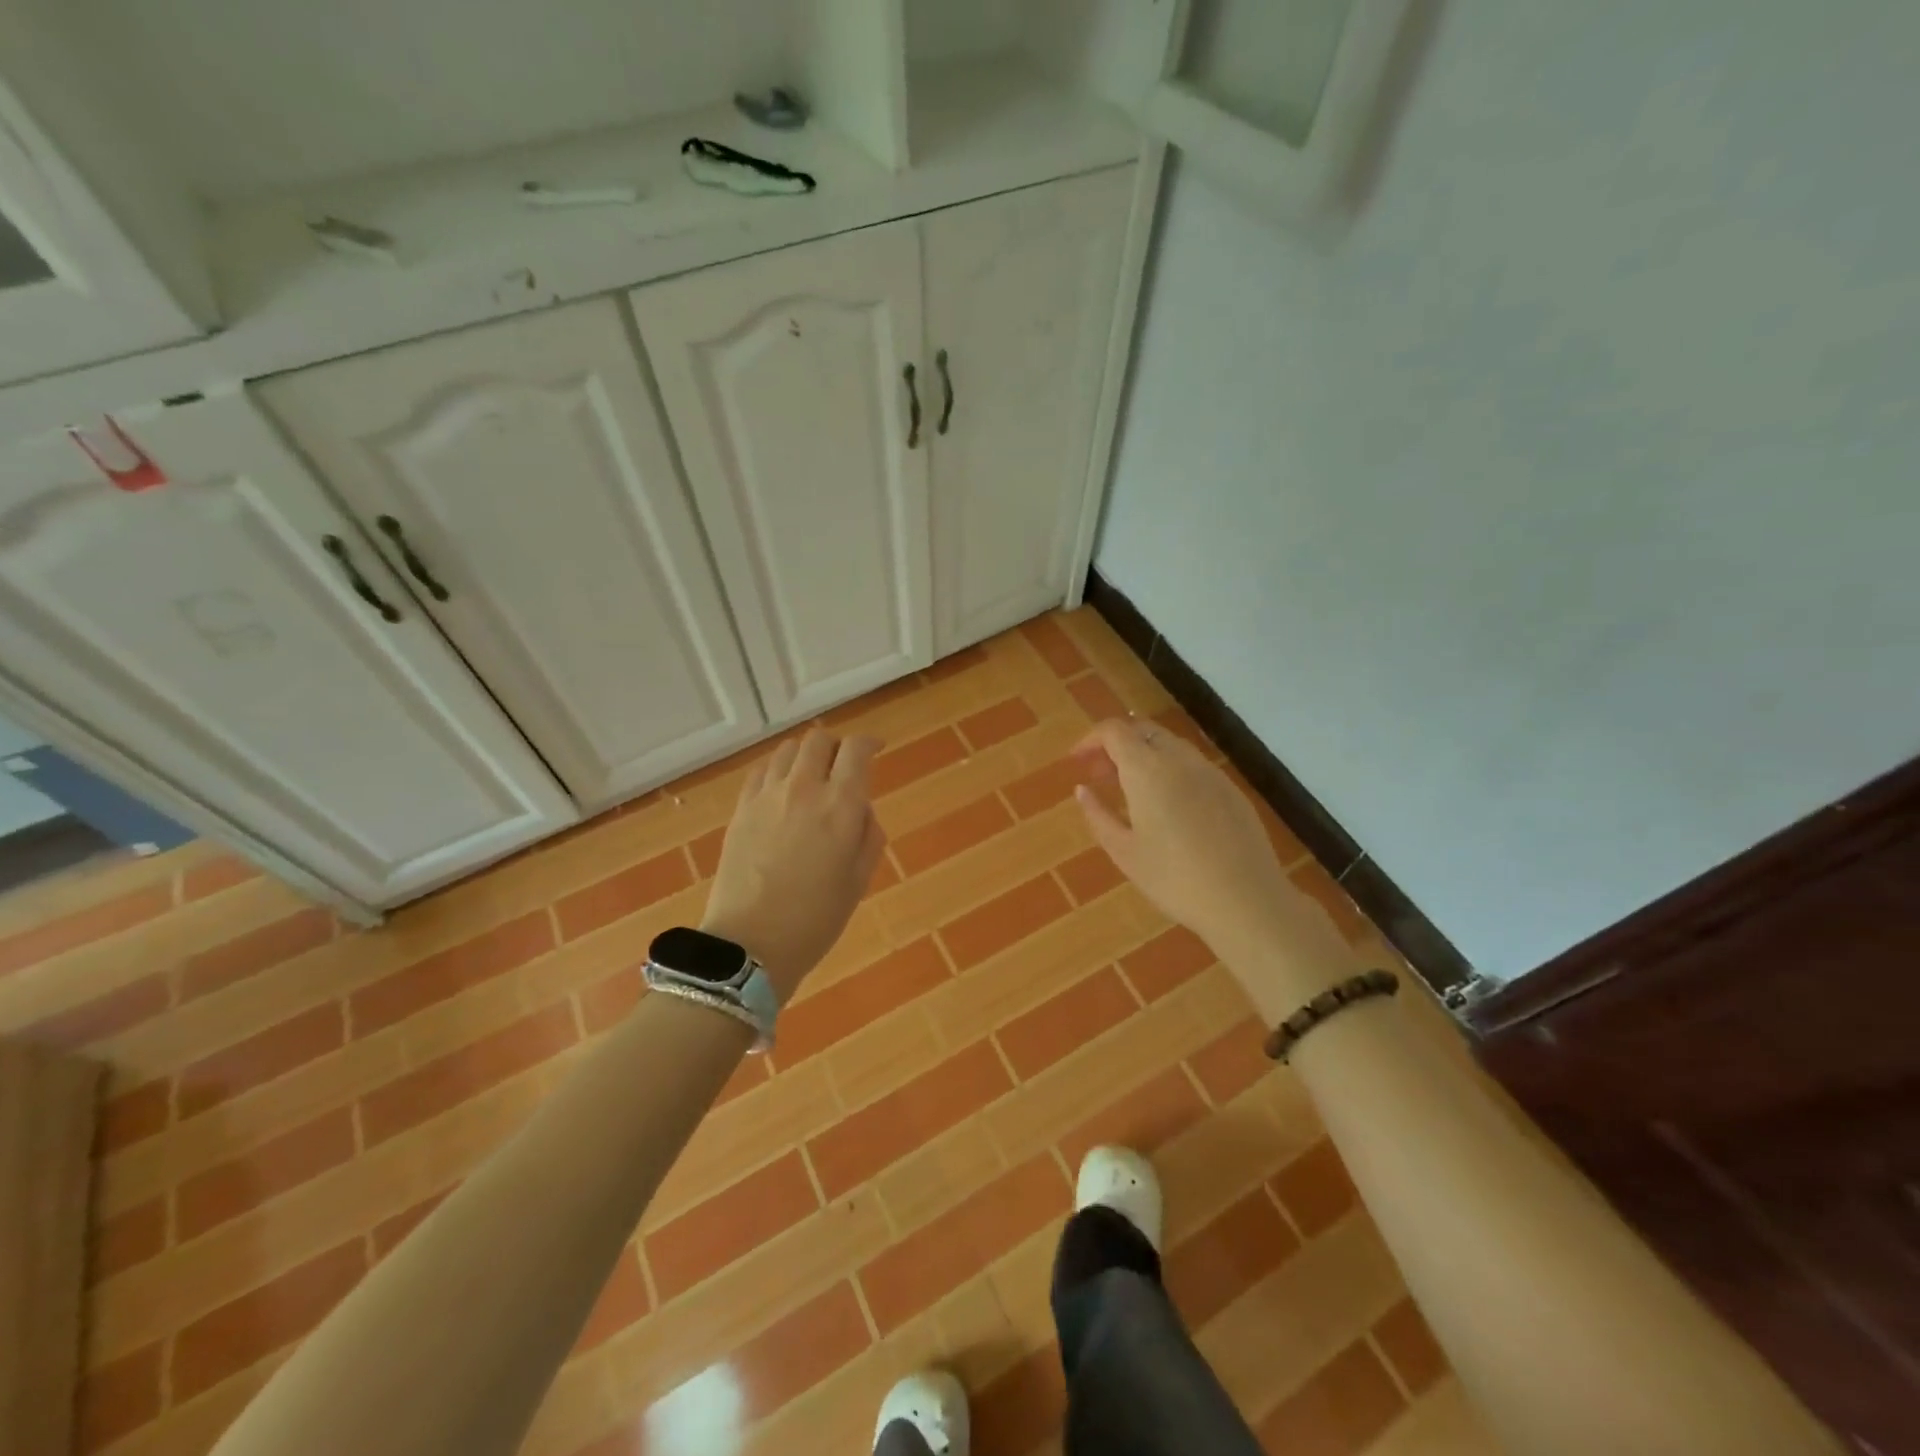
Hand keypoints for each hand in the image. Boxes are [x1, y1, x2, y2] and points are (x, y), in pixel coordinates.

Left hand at [701, 728, 885, 1001]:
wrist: (750, 944)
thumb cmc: (816, 919)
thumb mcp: (859, 879)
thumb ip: (868, 834)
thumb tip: (860, 809)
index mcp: (841, 805)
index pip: (856, 750)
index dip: (869, 743)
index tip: (876, 750)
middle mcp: (804, 788)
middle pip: (819, 740)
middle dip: (836, 746)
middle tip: (842, 766)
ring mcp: (767, 796)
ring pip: (788, 750)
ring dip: (806, 755)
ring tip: (811, 776)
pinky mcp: (741, 809)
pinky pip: (761, 770)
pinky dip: (778, 769)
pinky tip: (781, 789)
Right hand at [1073, 719, 1363, 1011]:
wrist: (1247, 900)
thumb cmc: (1174, 879)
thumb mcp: (1124, 852)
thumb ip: (1098, 815)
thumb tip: (1082, 790)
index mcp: (1147, 770)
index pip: (1114, 730)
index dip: (1090, 739)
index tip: (1076, 762)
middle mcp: (1179, 759)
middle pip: (1142, 730)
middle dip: (1115, 744)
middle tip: (1099, 775)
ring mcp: (1210, 771)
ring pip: (1169, 745)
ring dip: (1143, 755)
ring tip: (1130, 790)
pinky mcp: (1231, 789)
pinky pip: (1192, 764)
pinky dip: (1169, 769)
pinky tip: (1167, 805)